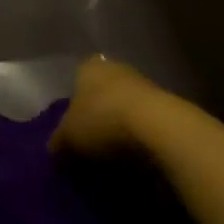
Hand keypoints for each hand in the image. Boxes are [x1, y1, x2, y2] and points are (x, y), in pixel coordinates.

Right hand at [49, 57, 163, 159]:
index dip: (73, 104)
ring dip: (120, 126)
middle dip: (97, 115)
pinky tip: (133, 156)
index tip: (71, 127)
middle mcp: (117, 68)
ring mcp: (145, 84)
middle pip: (102, 93)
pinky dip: (139, 137)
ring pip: (125, 106)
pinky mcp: (168, 106)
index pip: (77, 80)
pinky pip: (144, 122)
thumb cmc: (102, 120)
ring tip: (111, 155)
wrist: (159, 127)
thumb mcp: (68, 137)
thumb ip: (58, 142)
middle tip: (88, 143)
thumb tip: (54, 149)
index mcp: (89, 67)